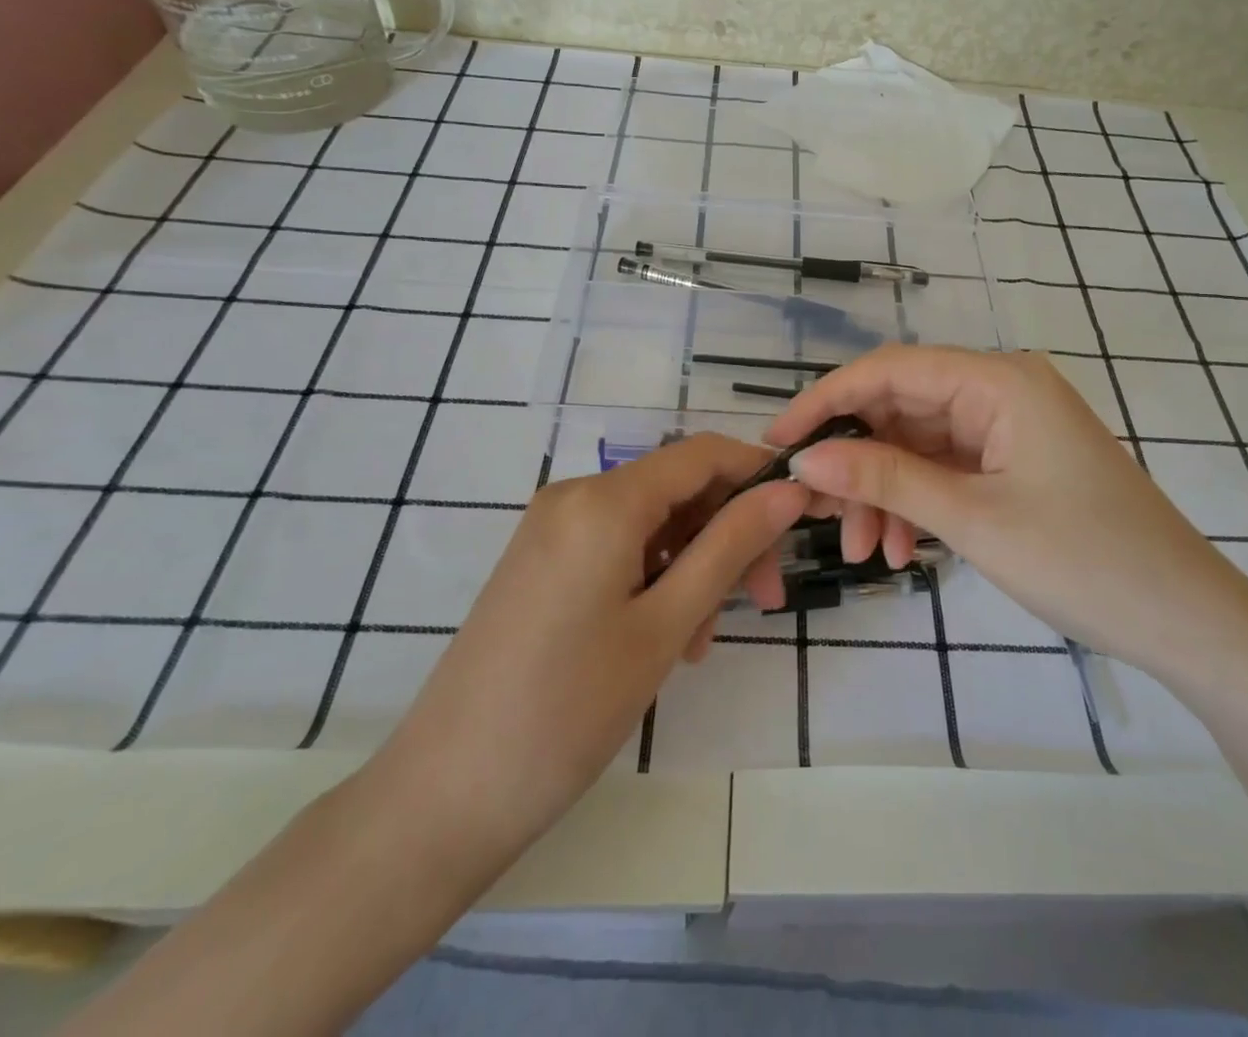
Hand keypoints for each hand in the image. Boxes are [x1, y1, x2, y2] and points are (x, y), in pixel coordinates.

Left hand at [367, 434, 807, 872]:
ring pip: (653, 524)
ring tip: (699, 643)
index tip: (804, 515)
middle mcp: (575, 495)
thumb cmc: (568, 709)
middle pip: (679, 490)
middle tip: (765, 601)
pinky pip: (619, 547)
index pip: (703, 453)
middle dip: (729, 536)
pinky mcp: (542, 561)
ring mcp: (552, 528)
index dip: (759, 473)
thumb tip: (789, 489)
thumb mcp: (666, 624)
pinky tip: (665, 639)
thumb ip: (731, 546)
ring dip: (693, 568)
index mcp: (604, 499)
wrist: (443, 795)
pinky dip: (655, 579)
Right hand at [766, 346, 1247, 676]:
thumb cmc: (1083, 560)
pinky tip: (898, 550)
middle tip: (814, 511)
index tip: (778, 442)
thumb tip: (805, 460)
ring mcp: (1008, 426)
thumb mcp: (971, 518)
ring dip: (883, 491)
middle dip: (856, 461)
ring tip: (861, 550)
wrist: (1186, 621)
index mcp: (998, 380)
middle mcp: (1001, 389)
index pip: (889, 370)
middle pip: (901, 407)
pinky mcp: (1014, 461)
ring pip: (918, 444)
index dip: (827, 401)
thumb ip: (884, 479)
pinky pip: (945, 469)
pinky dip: (915, 503)